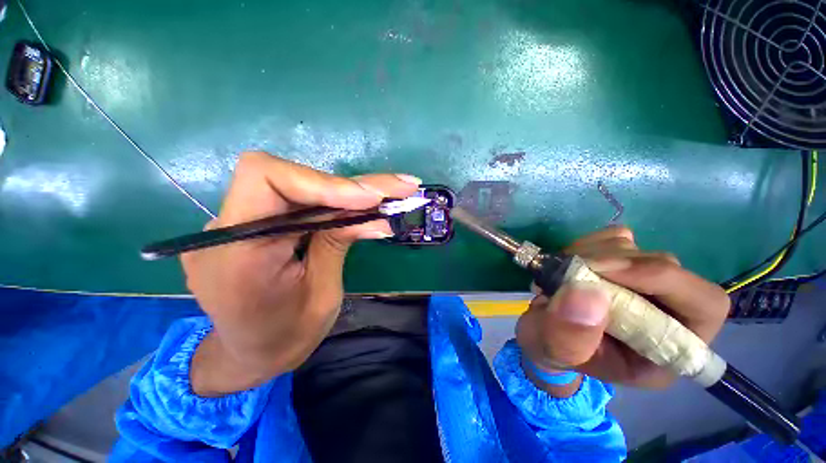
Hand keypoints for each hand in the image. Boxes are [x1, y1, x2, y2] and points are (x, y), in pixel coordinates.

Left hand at [185, 152, 420, 395]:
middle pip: (290, 176)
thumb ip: (339, 243)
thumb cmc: (285, 337)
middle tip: (400, 188)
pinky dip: (336, 201)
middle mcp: (228, 227)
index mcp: (237, 253)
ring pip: (300, 185)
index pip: (267, 179)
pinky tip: (366, 205)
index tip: (371, 198)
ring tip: (393, 194)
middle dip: (351, 185)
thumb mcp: (322, 295)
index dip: (324, 183)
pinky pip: (299, 201)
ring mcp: (240, 222)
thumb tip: (376, 215)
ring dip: (350, 190)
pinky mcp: (259, 222)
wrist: (248, 353)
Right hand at [516, 226, 729, 395]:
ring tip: (563, 273)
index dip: (662, 279)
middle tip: (571, 269)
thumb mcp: (555, 352)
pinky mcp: (622, 261)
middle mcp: (667, 311)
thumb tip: (589, 293)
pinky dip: (589, 243)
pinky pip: (615, 237)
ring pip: (637, 248)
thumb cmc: (553, 349)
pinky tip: (570, 261)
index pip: (705, 305)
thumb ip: (569, 335)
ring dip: (593, 254)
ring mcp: (644, 282)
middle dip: (614, 264)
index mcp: (666, 349)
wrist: (542, 332)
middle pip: (667, 267)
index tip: (605, 271)